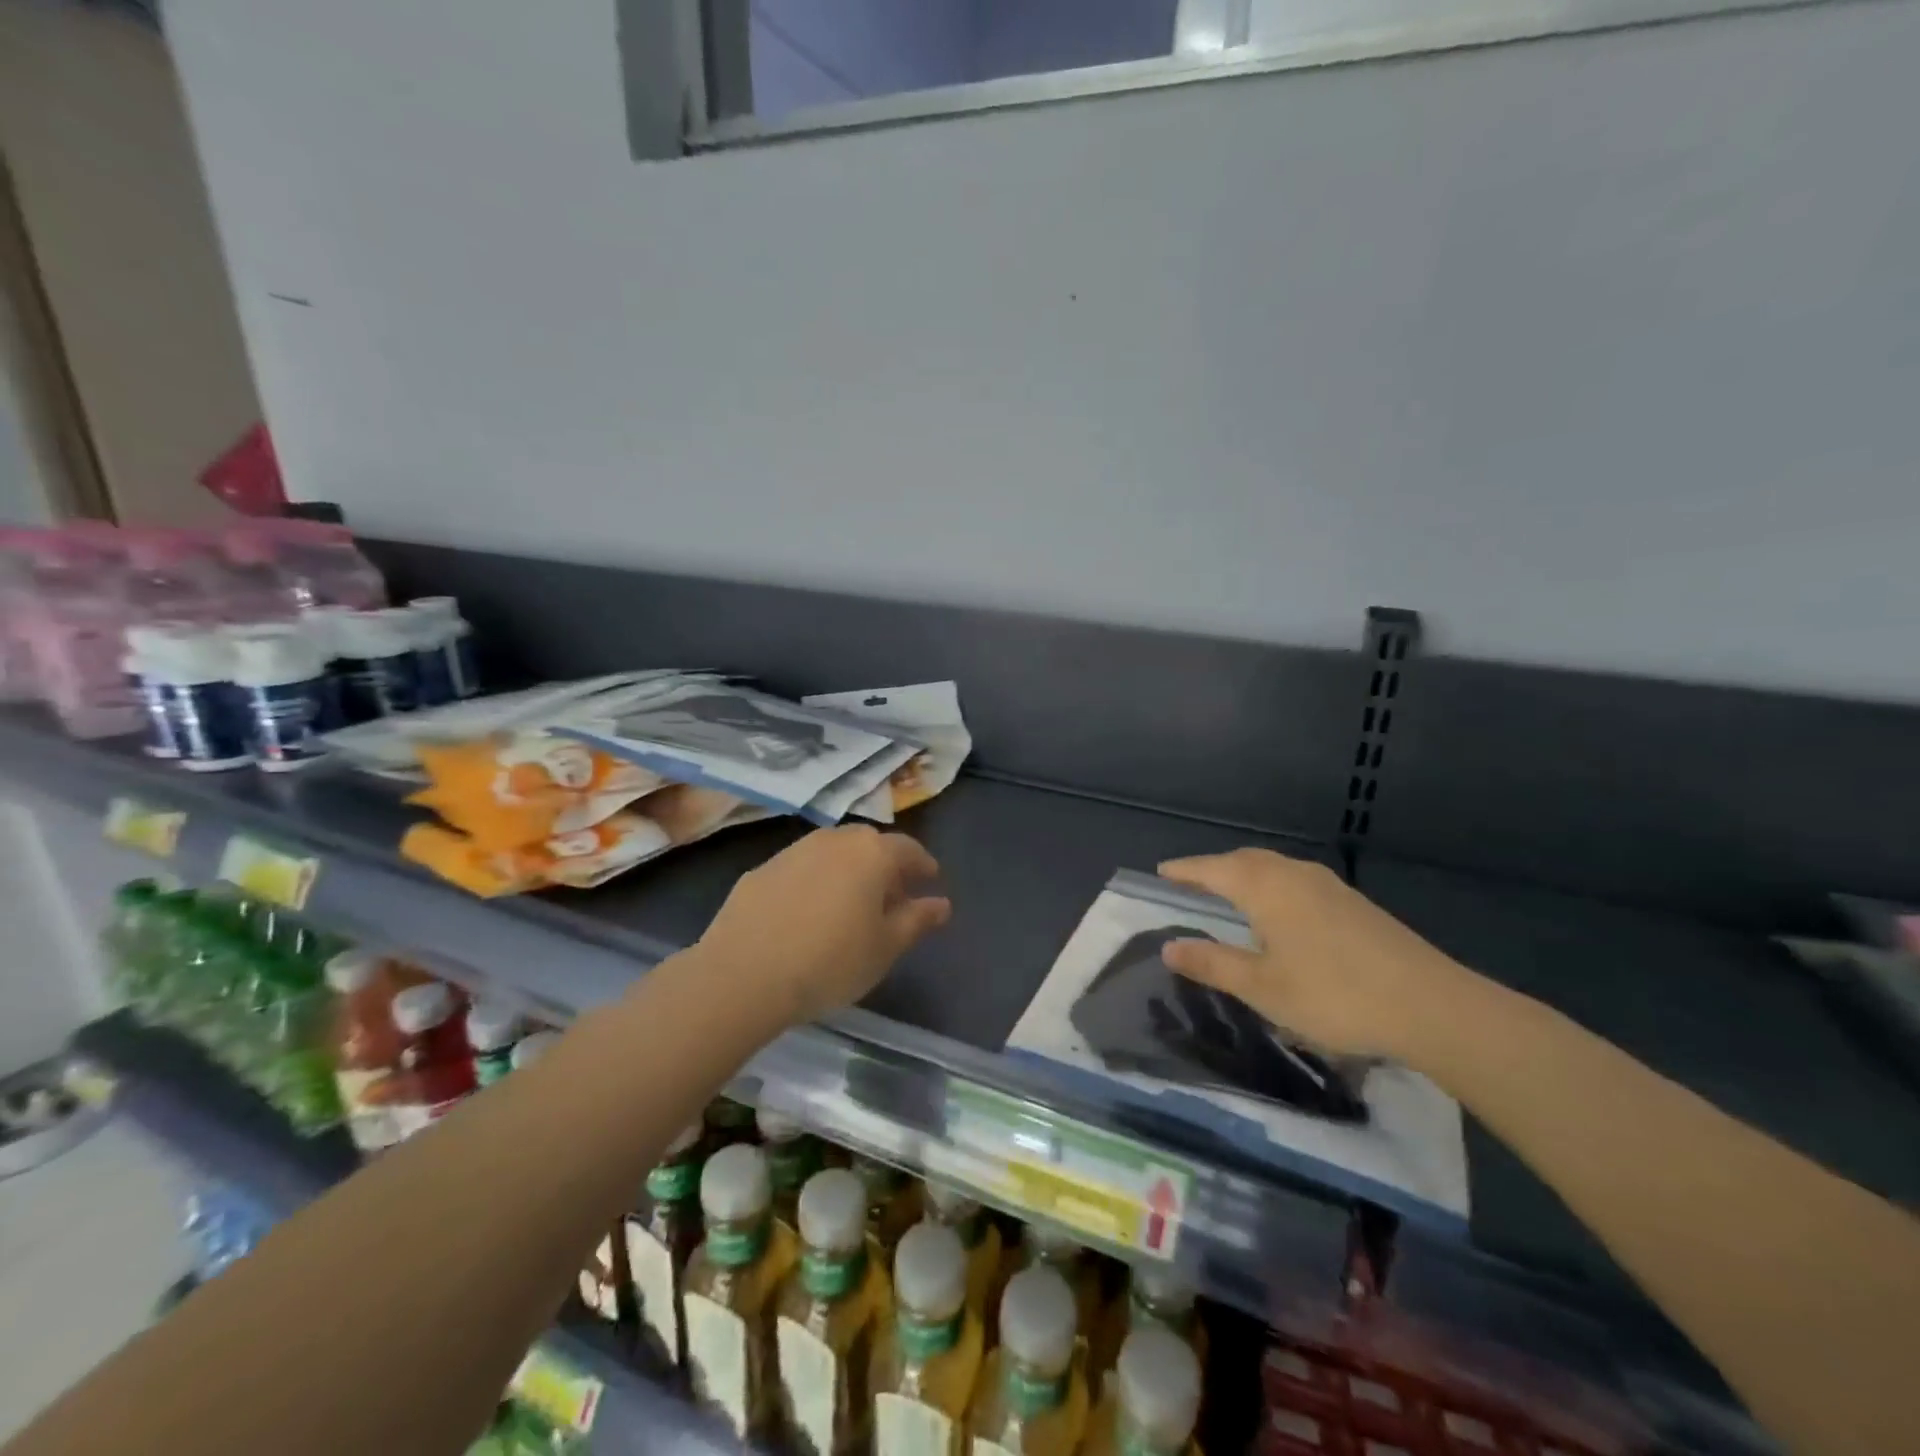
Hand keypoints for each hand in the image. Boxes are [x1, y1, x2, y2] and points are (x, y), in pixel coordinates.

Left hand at [699, 826, 950, 1024]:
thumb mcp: (886, 947)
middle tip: (892, 897)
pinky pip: (800, 870)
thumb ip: (917, 920)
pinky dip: (814, 883)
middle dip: (885, 866)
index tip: (930, 882)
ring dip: (847, 872)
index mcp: (871, 853)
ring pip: (832, 854)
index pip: (908, 849)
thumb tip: (941, 904)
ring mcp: (792, 852)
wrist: (742, 975)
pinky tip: (807, 915)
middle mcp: (833, 841)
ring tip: (850, 906)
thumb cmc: (830, 962)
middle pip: (868, 845)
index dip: (923, 865)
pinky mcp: (760, 871)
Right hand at [1157, 849, 1479, 1061]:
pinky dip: (1272, 885)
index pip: (1213, 869)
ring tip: (1229, 894)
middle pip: (1244, 861)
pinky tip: (1280, 913)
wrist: (1431, 1005)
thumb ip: (1213, 963)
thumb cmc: (1334, 994)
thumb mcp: (1262, 987)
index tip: (1161, 871)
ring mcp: (1329, 886)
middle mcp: (1294, 875)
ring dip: (1245, 874)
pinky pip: (1296, 880)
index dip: (1185, 870)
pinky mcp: (1354, 903)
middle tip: (1191, 882)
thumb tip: (1168, 946)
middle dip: (1214, 868)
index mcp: (1266, 888)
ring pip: (1274, 868)